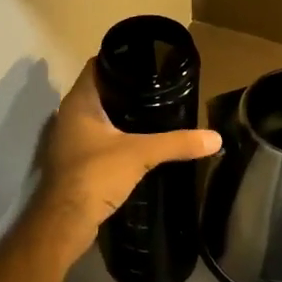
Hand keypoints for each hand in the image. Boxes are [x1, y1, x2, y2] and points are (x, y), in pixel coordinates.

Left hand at [33, 61, 222, 236]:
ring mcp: (71, 139)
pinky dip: (118, 136)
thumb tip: (215, 138)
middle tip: (161, 87)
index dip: (121, 59)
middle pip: (101, 91)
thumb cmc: (96, 174)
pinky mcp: (77, 161)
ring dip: (122, 114)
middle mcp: (70, 115)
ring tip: (156, 111)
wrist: (66, 222)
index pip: (98, 65)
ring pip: (100, 116)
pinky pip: (100, 139)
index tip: (150, 60)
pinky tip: (141, 142)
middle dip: (128, 89)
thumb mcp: (141, 154)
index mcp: (79, 101)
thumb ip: (177, 143)